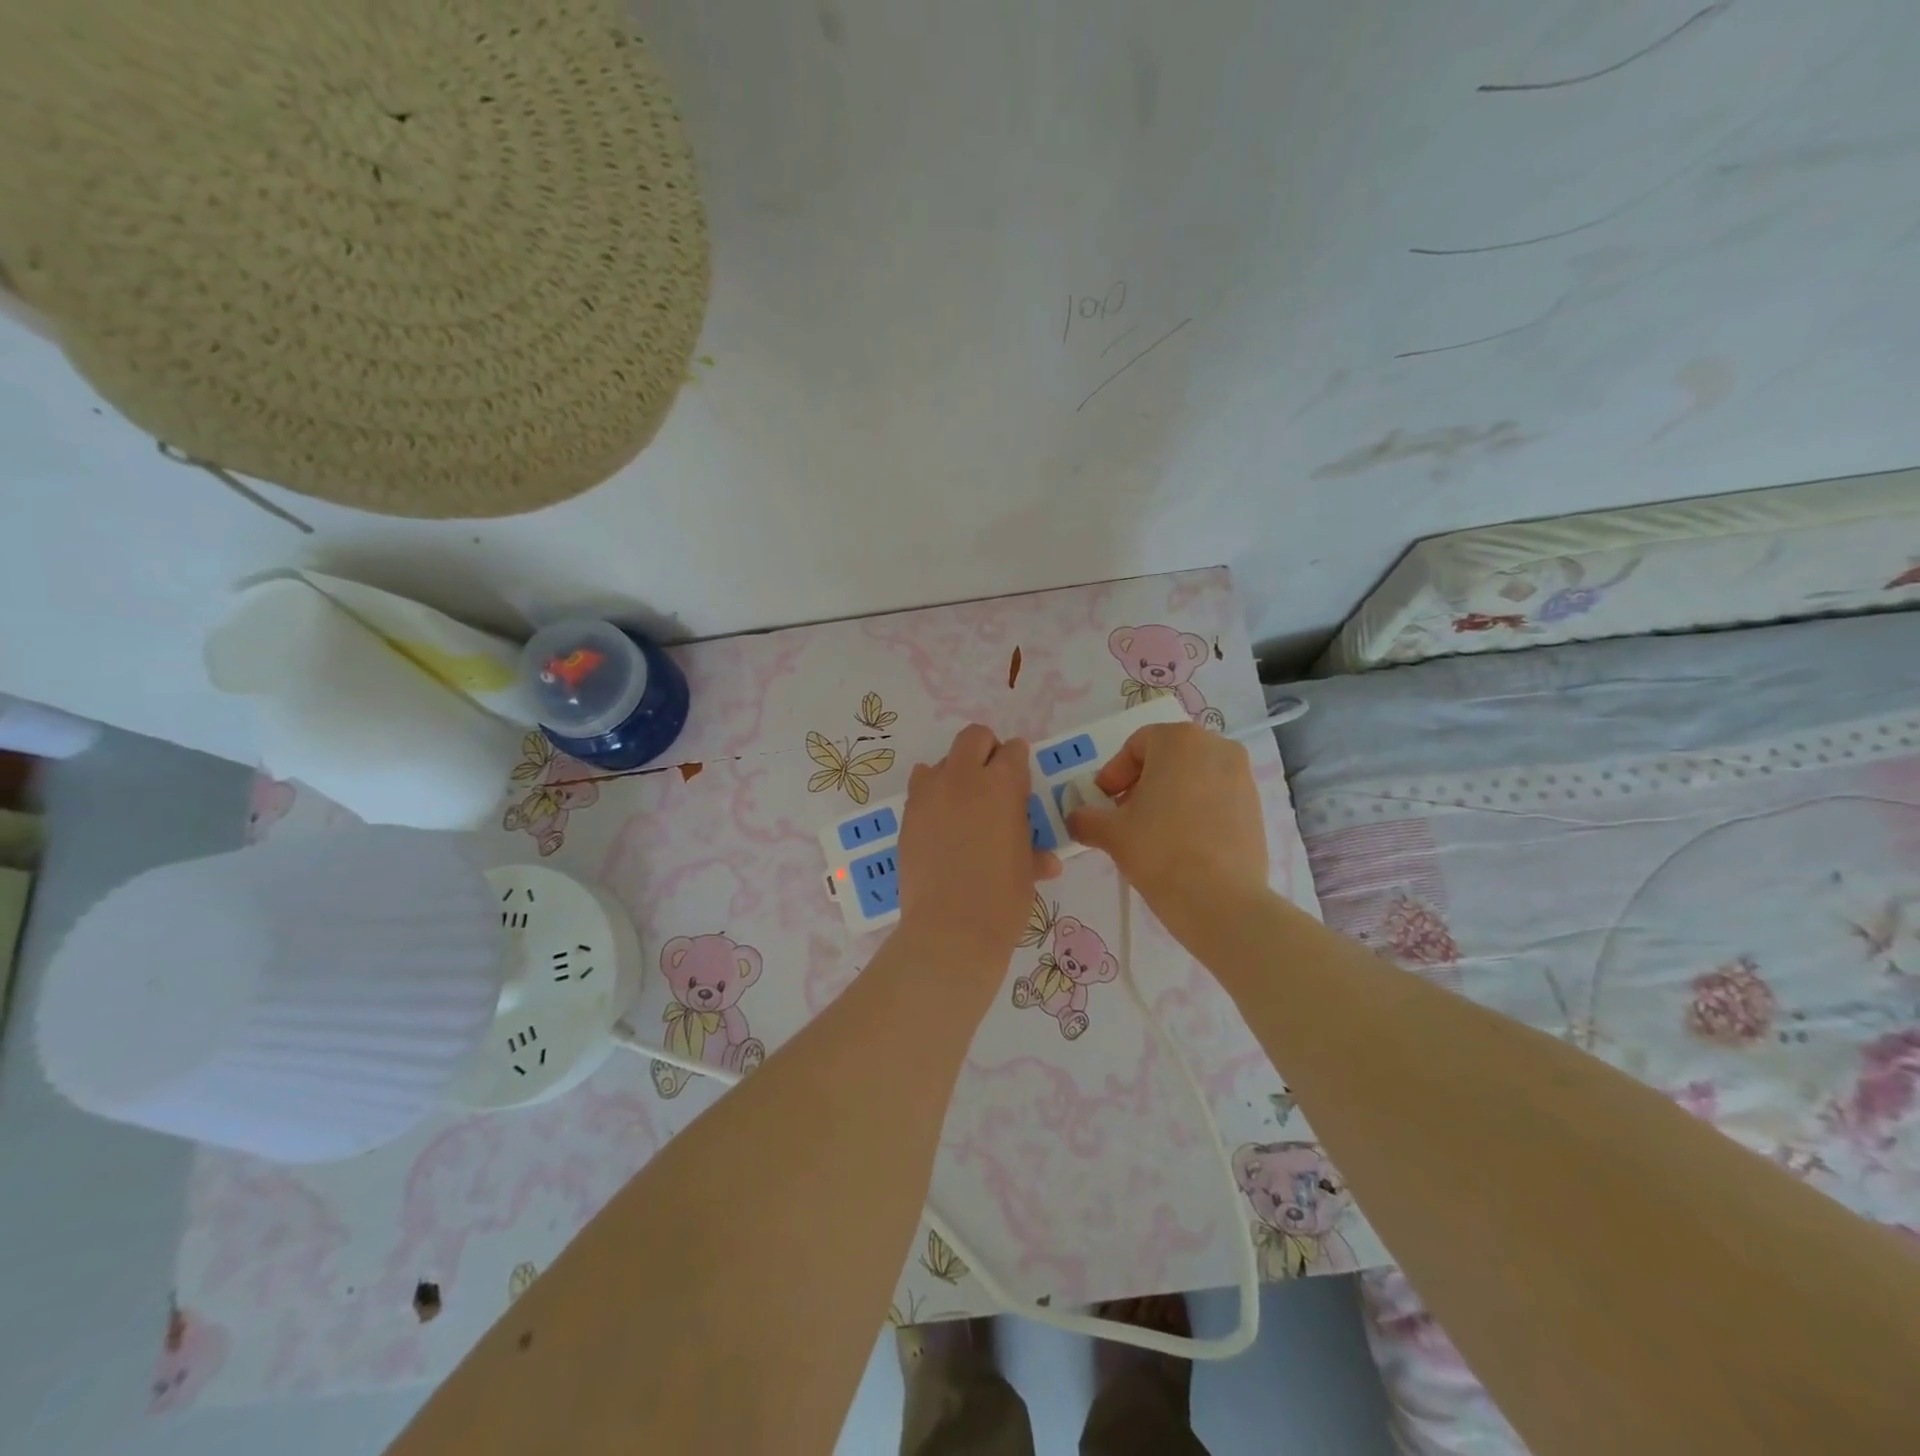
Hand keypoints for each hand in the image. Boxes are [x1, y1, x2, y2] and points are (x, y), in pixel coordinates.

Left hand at [897, 724, 1060, 966]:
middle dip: (986, 750)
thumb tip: (1047, 860)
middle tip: (993, 780)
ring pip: (941, 761)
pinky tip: (940, 825)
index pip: (1014, 751)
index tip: (1020, 783)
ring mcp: (930, 794)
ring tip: (963, 805)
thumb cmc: (1002, 898)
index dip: (1019, 763)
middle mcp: (964, 778)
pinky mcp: (907, 816)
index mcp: (1002, 785)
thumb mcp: (1026, 870)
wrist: (951, 928)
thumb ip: (1033, 851)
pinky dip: (932, 797)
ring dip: (955, 773)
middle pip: (974, 737)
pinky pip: (920, 789)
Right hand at [1065, 723, 1267, 919]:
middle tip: (1124, 815)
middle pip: (1167, 757)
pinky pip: (1215, 797)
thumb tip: (1076, 819)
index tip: (1103, 802)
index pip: (1136, 746)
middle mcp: (1216, 747)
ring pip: (1193, 776)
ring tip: (1153, 831)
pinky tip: (1182, 842)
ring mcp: (1242, 776)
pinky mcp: (1256, 806)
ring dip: (1169, 796)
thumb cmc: (1160, 851)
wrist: (1221, 900)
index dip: (1114, 773)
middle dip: (1142, 783)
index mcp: (1179, 740)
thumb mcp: (1111, 833)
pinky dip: (1195, 810)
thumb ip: (1086, 818)